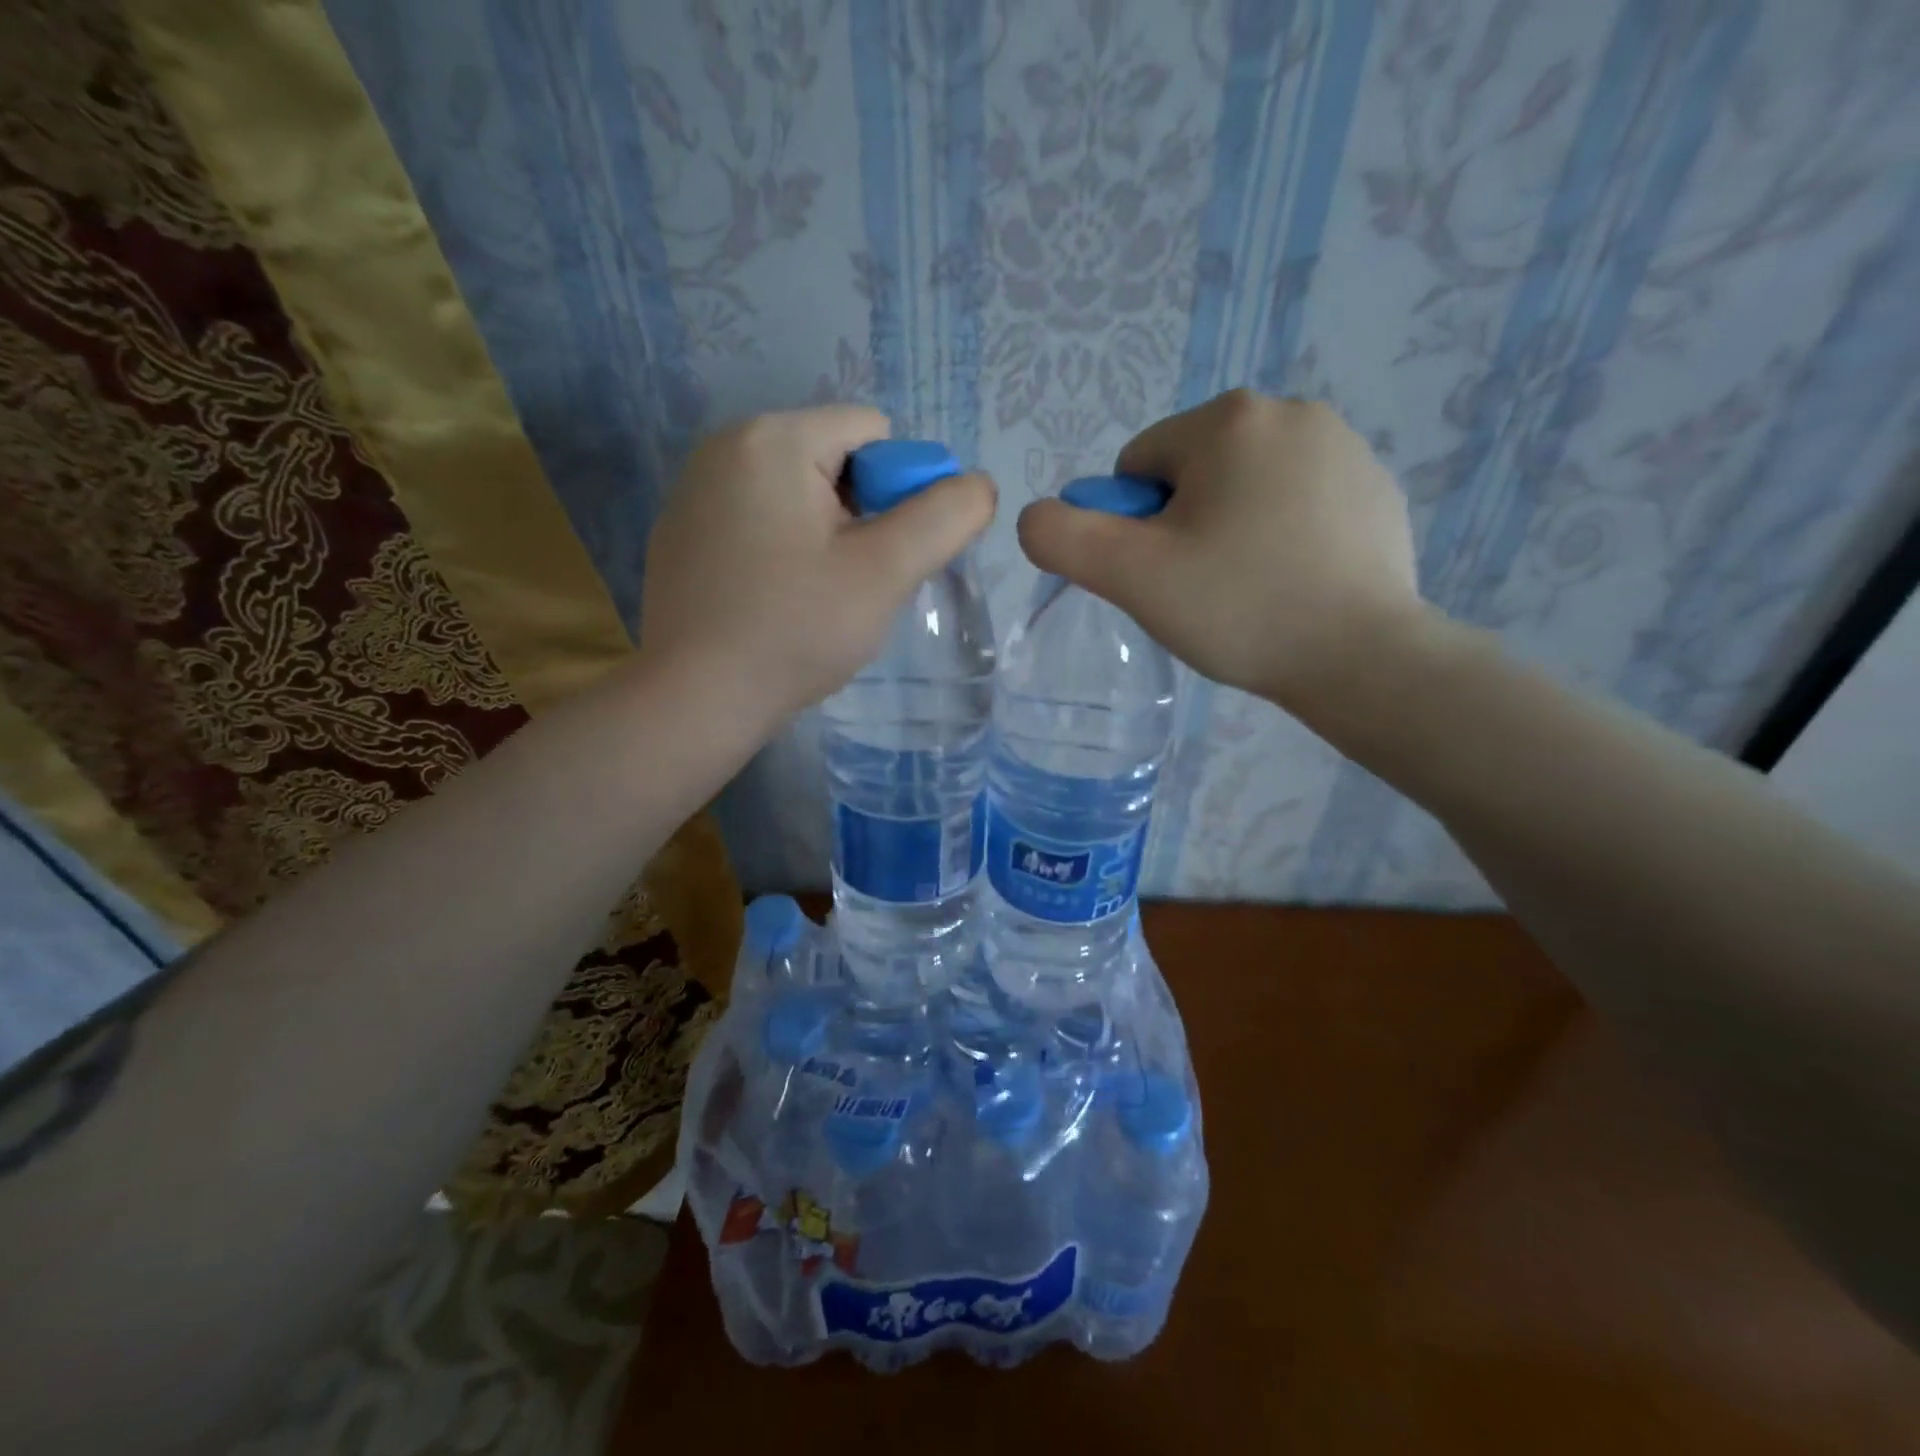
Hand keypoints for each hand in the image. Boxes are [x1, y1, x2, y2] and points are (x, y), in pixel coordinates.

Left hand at [640, 407, 995, 722]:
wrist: (696, 700)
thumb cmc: (795, 629)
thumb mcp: (885, 571)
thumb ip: (945, 517)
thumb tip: (976, 485)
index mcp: (773, 438)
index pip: (874, 432)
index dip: (900, 491)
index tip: (882, 555)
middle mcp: (726, 446)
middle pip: (835, 460)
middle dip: (862, 516)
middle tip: (853, 583)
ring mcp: (695, 491)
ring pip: (799, 495)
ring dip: (827, 537)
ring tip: (816, 597)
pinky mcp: (682, 534)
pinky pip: (760, 521)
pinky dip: (784, 551)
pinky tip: (776, 602)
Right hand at [1016, 390, 1426, 716]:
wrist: (1362, 658)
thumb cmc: (1238, 607)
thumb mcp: (1130, 576)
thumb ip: (1062, 537)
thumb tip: (1039, 516)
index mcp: (1228, 419)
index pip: (1137, 467)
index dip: (1133, 528)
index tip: (1164, 574)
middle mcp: (1291, 411)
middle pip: (1191, 474)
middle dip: (1182, 527)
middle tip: (1202, 588)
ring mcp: (1344, 447)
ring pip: (1243, 489)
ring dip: (1229, 531)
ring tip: (1249, 591)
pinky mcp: (1375, 489)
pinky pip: (1296, 505)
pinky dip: (1281, 537)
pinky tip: (1292, 585)